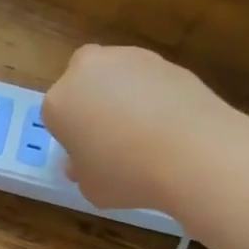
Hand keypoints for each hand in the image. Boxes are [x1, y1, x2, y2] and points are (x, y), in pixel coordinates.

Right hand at [43, 45, 228, 212]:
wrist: (192, 152)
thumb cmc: (128, 174)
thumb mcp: (92, 189)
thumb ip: (81, 171)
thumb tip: (83, 163)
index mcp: (59, 102)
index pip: (56, 117)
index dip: (72, 138)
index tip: (89, 157)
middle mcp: (87, 70)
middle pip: (82, 84)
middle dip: (92, 103)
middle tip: (112, 137)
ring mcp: (128, 59)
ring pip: (117, 76)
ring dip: (124, 95)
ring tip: (147, 132)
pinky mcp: (165, 60)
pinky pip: (150, 80)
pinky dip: (155, 96)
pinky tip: (170, 123)